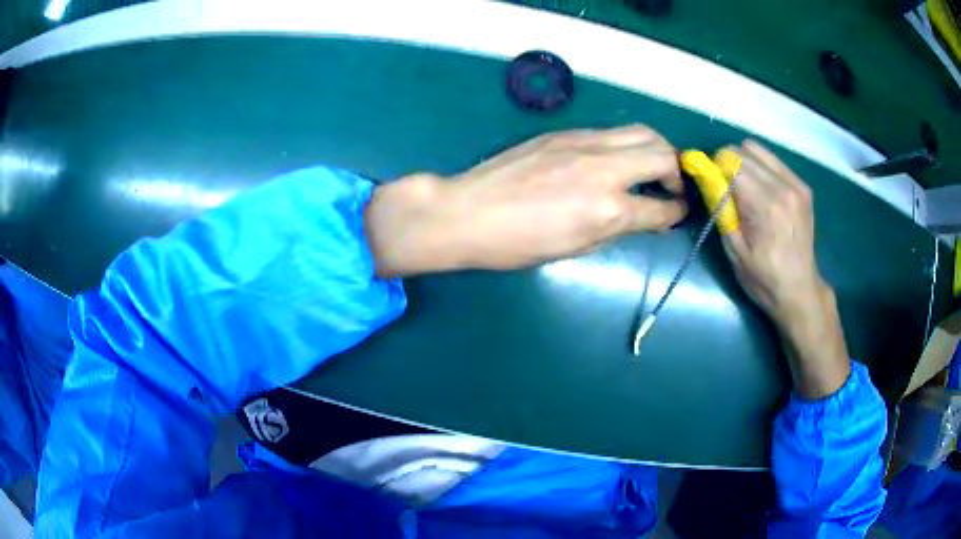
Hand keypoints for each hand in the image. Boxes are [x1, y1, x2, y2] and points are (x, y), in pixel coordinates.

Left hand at [365, 125, 686, 275]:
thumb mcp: (574, 249)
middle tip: (671, 187)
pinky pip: (611, 132)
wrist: (467, 211)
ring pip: (640, 132)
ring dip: (656, 149)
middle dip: (677, 172)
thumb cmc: (517, 244)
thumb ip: (616, 228)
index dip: (676, 213)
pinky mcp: (565, 133)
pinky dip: (626, 144)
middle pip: (662, 153)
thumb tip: (642, 218)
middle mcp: (604, 168)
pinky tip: (616, 160)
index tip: (678, 212)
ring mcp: (584, 143)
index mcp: (607, 209)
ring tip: (651, 167)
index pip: (661, 207)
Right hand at [721, 140, 848, 397]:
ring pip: (758, 150)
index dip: (714, 168)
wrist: (801, 291)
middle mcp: (783, 188)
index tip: (711, 186)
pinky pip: (773, 160)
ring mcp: (796, 185)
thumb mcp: (735, 251)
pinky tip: (761, 190)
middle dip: (727, 163)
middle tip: (726, 189)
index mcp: (765, 206)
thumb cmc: (764, 279)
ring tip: (744, 189)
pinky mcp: (802, 186)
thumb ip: (721, 210)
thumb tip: (705, 177)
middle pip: (743, 151)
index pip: (731, 162)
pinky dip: (761, 167)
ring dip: (744, 163)